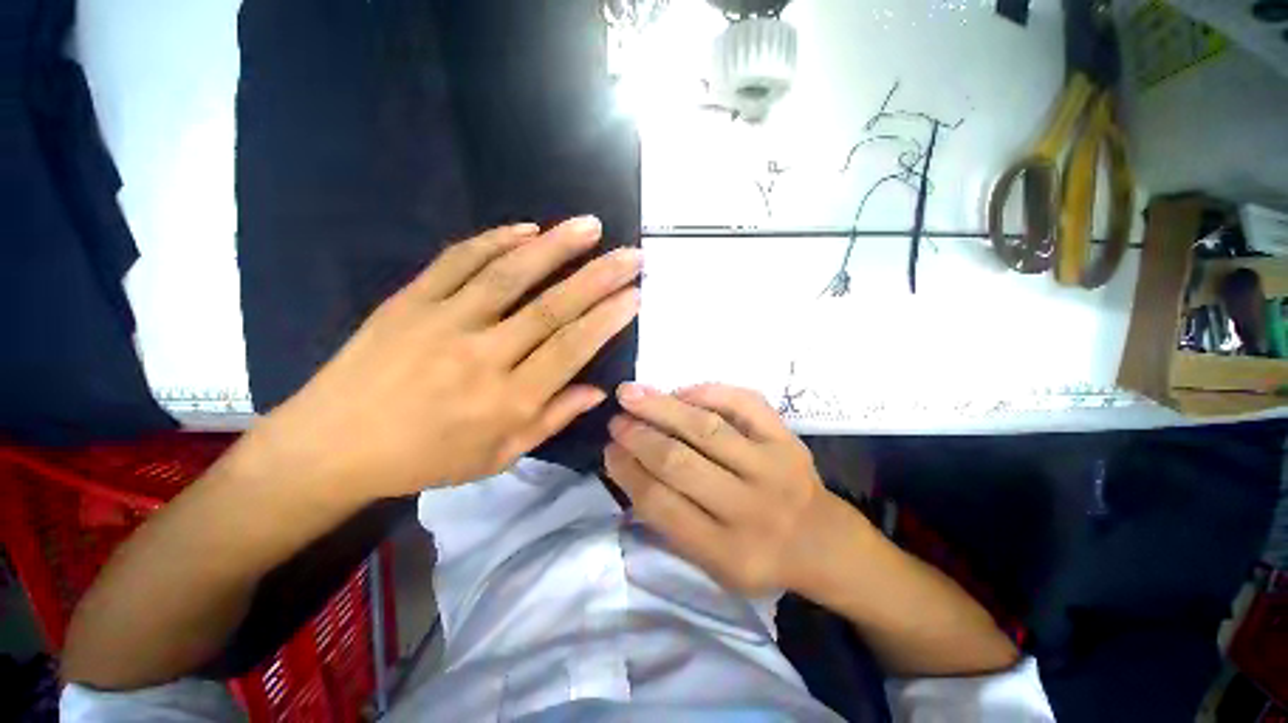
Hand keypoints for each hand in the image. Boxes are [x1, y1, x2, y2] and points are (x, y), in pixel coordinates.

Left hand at [250, 217, 640, 499]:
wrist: (332, 446)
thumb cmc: (425, 459)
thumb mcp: (498, 455)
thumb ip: (551, 419)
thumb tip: (597, 391)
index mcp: (507, 400)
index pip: (571, 349)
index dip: (607, 319)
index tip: (635, 294)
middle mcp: (482, 356)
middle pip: (552, 307)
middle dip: (599, 277)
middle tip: (630, 254)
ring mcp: (443, 321)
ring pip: (510, 274)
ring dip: (555, 246)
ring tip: (589, 226)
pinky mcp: (410, 301)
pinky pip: (458, 261)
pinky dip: (495, 240)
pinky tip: (526, 228)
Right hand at [605, 383, 860, 596]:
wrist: (822, 541)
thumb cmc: (758, 554)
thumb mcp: (712, 562)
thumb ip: (670, 518)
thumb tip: (628, 463)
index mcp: (727, 552)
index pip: (661, 504)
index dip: (627, 471)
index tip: (608, 449)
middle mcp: (751, 508)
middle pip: (680, 462)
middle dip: (639, 436)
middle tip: (616, 420)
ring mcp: (773, 468)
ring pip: (707, 428)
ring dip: (663, 407)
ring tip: (632, 394)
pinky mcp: (788, 439)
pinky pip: (745, 403)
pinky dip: (709, 391)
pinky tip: (682, 390)